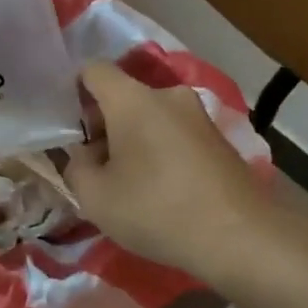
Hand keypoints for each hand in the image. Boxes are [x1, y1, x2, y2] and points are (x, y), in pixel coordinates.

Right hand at [64, 62, 275, 281]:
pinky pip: (174, 133)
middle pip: (122, 95)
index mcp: (131, 98)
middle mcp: (167, 94)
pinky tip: (160, 189)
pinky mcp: (218, 138)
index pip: (92, 70)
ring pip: (150, 116)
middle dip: (102, 124)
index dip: (73, 92)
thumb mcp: (94, 197)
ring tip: (127, 182)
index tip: (67, 127)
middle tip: (93, 165)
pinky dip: (159, 151)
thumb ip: (75, 167)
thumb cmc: (156, 210)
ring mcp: (198, 115)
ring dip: (132, 140)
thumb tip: (84, 155)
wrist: (240, 237)